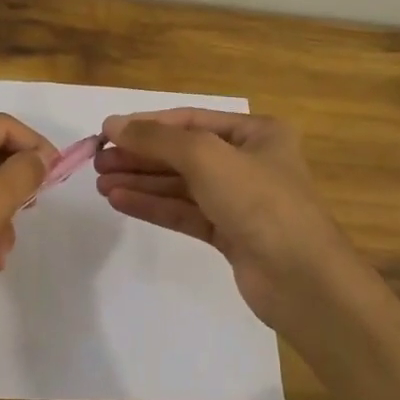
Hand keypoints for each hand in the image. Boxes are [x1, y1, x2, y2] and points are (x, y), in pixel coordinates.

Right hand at [93, 108, 368, 339]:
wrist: (301, 279)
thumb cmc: (259, 202)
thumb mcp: (205, 157)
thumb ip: (156, 139)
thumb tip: (112, 125)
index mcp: (257, 132)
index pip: (190, 120)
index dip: (147, 125)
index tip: (106, 133)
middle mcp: (249, 161)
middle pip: (183, 152)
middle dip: (140, 156)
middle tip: (98, 162)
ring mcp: (240, 200)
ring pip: (181, 184)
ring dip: (141, 182)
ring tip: (100, 183)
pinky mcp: (230, 233)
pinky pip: (184, 212)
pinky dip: (154, 205)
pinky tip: (120, 200)